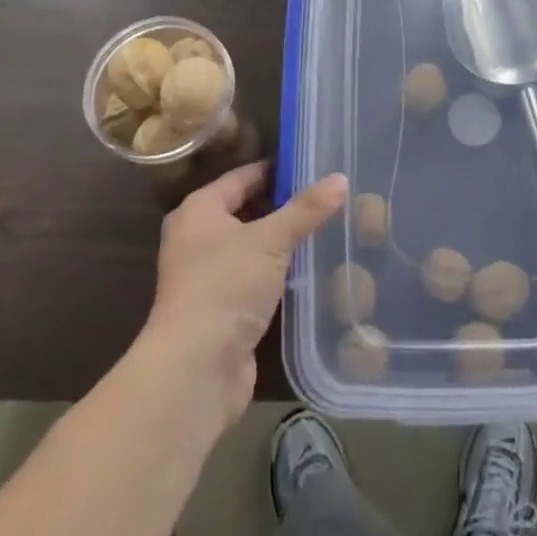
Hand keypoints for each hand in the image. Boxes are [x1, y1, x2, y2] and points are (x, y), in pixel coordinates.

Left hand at [144, 162, 346, 427]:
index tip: (314, 164)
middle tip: (327, 196)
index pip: (243, 176)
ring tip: (327, 227)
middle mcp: (198, 239)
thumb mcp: (271, 240)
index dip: (277, 169)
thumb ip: (306, 209)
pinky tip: (311, 268)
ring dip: (283, 242)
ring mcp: (208, 277)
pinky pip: (256, 278)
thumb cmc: (225, 287)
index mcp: (199, 210)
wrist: (195, 371)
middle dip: (284, 206)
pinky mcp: (223, 310)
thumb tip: (341, 178)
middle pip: (247, 211)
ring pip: (253, 247)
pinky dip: (279, 273)